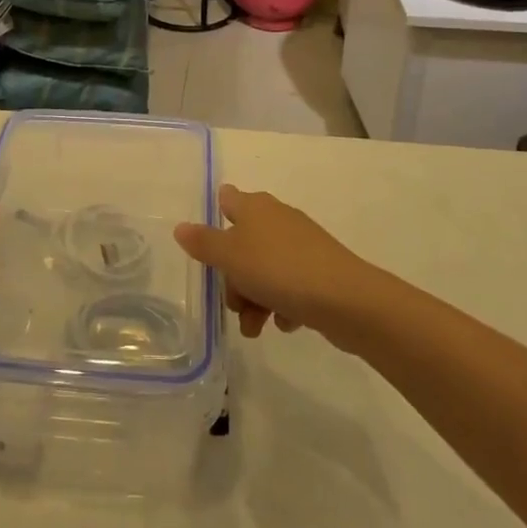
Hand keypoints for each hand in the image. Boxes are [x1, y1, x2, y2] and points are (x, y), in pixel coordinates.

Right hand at [174, 185, 370, 339]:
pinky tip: (284, 323)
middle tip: (235, 305)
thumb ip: (203, 242)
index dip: (215, 217)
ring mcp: (301, 246)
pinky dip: (282, 305)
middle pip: (242, 244)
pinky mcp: (320, 271)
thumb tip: (180, 227)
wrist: (346, 299)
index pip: (228, 199)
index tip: (208, 248)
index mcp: (255, 207)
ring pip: (264, 269)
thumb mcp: (230, 256)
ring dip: (254, 299)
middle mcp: (278, 219)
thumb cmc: (279, 270)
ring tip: (256, 329)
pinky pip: (290, 286)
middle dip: (233, 278)